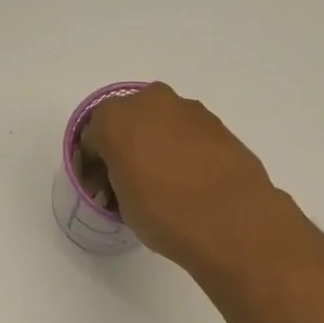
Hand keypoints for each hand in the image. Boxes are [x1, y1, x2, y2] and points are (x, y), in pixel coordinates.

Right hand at [81, 83, 286, 265]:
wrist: (231, 219)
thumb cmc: (164, 214)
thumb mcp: (124, 205)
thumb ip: (118, 180)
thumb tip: (129, 178)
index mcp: (114, 120)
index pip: (92, 139)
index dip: (92, 166)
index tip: (100, 190)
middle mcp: (149, 103)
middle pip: (127, 121)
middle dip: (124, 146)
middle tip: (129, 180)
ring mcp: (187, 109)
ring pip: (160, 123)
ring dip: (155, 144)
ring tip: (163, 181)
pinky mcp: (217, 122)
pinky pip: (187, 132)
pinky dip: (182, 149)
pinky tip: (189, 179)